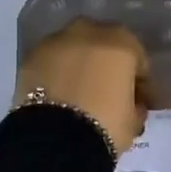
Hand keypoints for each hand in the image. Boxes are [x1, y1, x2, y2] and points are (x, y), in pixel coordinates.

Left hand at [15, 20, 152, 152]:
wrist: (53, 139)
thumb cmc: (105, 126)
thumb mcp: (133, 121)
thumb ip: (137, 105)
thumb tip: (133, 103)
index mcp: (121, 43)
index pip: (137, 58)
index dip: (140, 81)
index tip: (140, 101)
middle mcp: (88, 32)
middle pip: (104, 45)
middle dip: (107, 64)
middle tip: (107, 91)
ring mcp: (55, 41)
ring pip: (74, 49)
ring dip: (79, 65)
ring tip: (79, 93)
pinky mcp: (30, 57)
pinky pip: (52, 62)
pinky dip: (56, 73)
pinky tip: (58, 94)